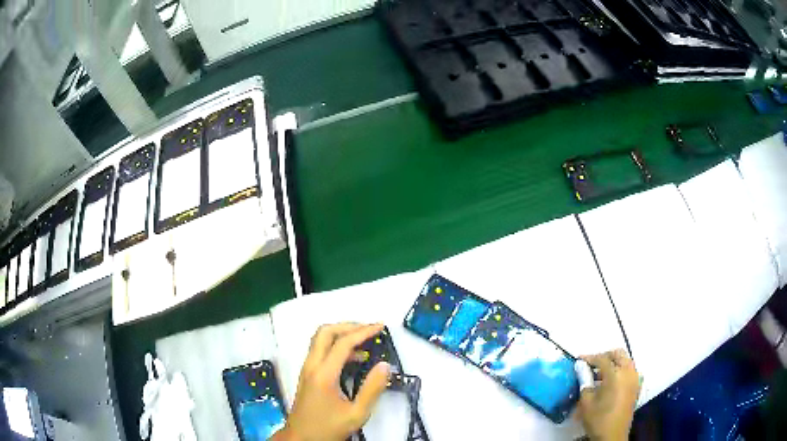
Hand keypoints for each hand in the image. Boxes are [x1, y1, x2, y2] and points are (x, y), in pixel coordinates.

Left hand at [272, 323, 389, 440]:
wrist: (301, 438)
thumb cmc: (328, 428)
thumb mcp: (356, 414)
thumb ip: (372, 389)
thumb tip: (385, 365)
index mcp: (323, 374)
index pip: (343, 343)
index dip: (363, 332)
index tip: (380, 327)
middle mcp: (312, 366)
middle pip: (325, 332)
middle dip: (349, 326)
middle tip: (370, 329)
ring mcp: (307, 369)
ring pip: (320, 339)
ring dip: (342, 334)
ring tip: (365, 341)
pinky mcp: (307, 374)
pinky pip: (320, 350)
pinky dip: (337, 346)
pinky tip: (354, 359)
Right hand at [576, 349, 640, 440]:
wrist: (612, 435)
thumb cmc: (598, 419)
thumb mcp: (586, 402)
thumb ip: (584, 382)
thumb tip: (582, 370)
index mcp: (616, 375)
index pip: (602, 359)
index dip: (589, 358)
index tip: (579, 360)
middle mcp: (629, 372)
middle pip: (618, 354)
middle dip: (604, 356)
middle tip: (591, 364)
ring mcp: (635, 379)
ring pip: (625, 361)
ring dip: (613, 363)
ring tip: (599, 374)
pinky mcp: (637, 386)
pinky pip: (629, 371)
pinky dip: (620, 371)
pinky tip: (609, 382)